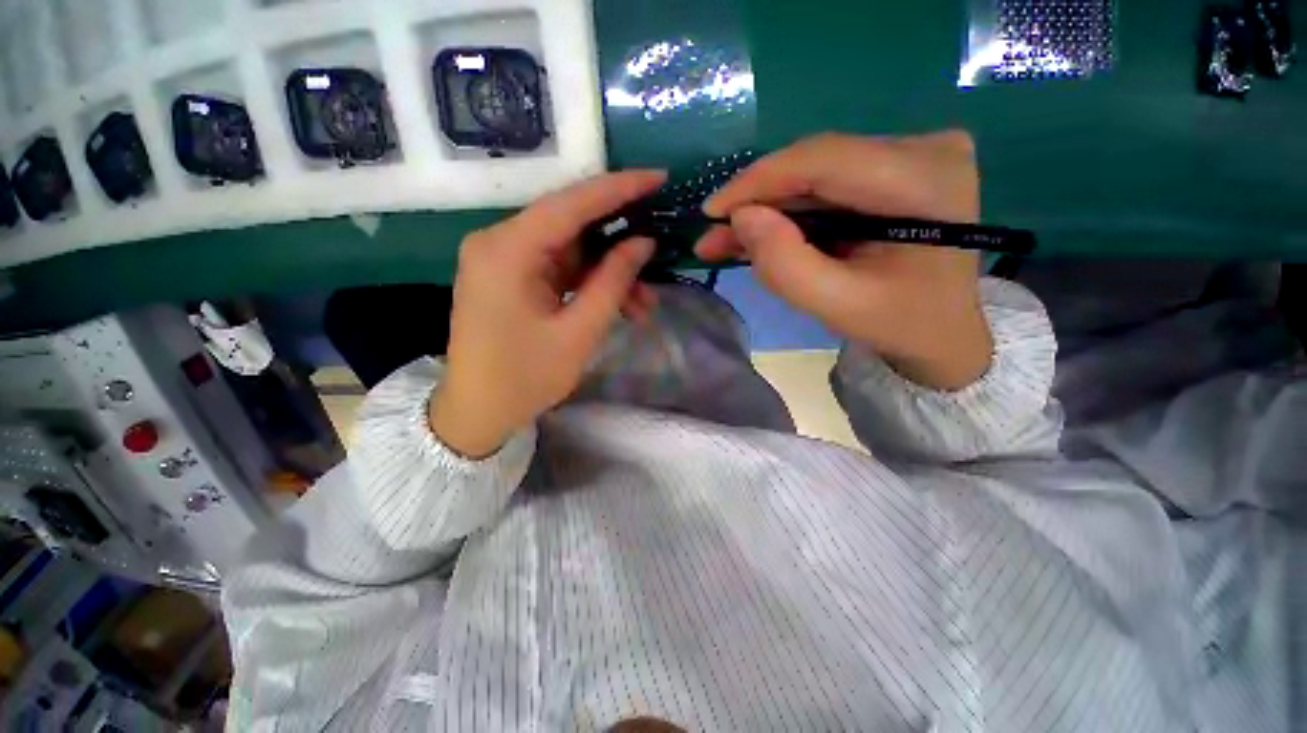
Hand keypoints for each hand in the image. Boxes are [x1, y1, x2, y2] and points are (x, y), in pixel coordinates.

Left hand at [429, 171, 665, 457]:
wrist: (477, 412)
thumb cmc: (524, 378)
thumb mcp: (579, 333)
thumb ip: (613, 282)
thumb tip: (643, 242)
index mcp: (507, 251)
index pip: (570, 203)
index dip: (618, 188)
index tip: (659, 178)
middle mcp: (500, 243)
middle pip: (572, 226)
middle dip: (620, 247)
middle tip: (660, 257)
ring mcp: (505, 260)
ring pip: (572, 251)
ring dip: (610, 275)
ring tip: (644, 306)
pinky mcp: (513, 277)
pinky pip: (562, 269)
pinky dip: (591, 285)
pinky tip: (620, 307)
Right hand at [696, 131, 992, 390]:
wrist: (941, 330)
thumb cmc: (898, 323)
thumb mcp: (838, 306)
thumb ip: (786, 266)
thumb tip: (742, 217)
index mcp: (927, 180)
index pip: (824, 160)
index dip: (759, 181)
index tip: (711, 211)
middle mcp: (925, 149)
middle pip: (815, 165)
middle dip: (757, 202)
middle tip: (713, 236)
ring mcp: (912, 154)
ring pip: (813, 175)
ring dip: (767, 209)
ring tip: (725, 241)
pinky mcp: (894, 168)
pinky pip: (825, 184)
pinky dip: (788, 211)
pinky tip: (758, 232)